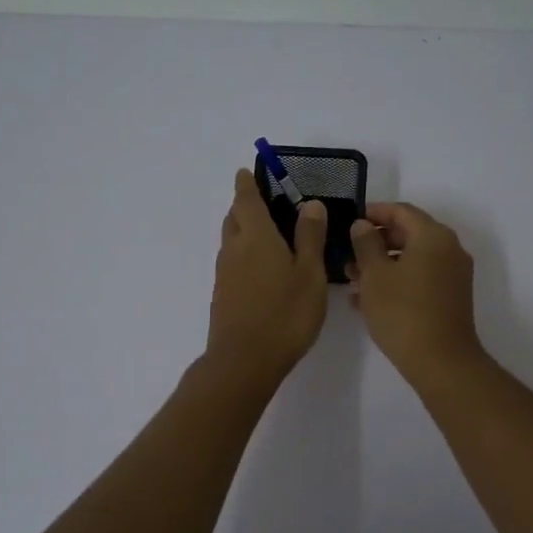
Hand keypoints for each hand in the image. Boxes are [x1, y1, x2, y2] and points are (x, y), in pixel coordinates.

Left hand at [206, 168, 328, 381]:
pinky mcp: (223, 295)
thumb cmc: (285, 314)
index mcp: (257, 237)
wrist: (244, 361)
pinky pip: (231, 262)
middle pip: (234, 217)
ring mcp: (225, 273)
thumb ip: (310, 237)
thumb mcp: (310, 274)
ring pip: (230, 240)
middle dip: (244, 205)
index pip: (247, 200)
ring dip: (242, 229)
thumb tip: (309, 203)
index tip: (246, 171)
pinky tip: (260, 268)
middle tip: (261, 201)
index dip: (246, 184)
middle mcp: (235, 249)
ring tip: (265, 232)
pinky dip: (242, 253)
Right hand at [347, 202, 483, 382]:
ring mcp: (453, 275)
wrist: (441, 361)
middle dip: (376, 242)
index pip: (401, 211)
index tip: (349, 221)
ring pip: (413, 258)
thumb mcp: (374, 274)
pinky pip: (420, 277)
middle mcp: (449, 249)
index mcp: (433, 236)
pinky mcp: (451, 297)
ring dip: (383, 264)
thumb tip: (363, 225)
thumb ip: (365, 244)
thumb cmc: (402, 311)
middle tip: (348, 254)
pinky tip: (369, 299)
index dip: (373, 212)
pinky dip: (397, 280)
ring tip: (352, 280)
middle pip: (409, 233)